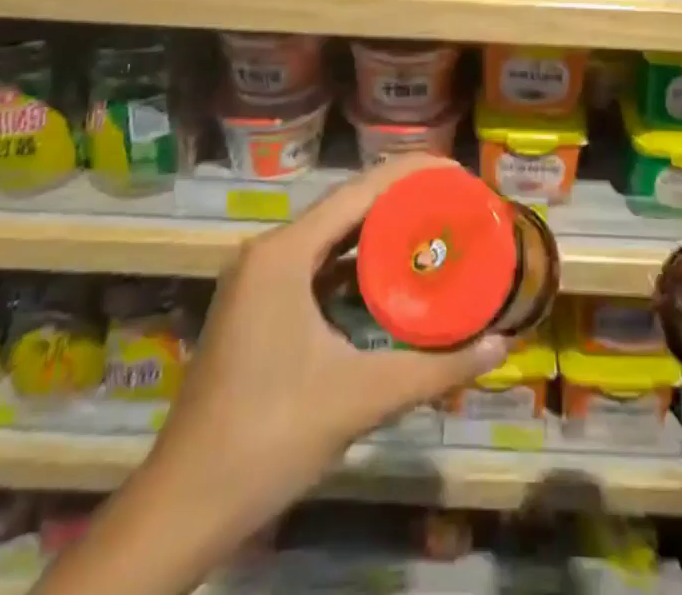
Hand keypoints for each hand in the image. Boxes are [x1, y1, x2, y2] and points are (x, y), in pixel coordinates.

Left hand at [35, 155, 503, 594]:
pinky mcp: (259, 306)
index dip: (414, 173)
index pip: (361, 189)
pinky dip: (357, 264)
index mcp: (286, 252)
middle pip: (348, 206)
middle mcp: (270, 251)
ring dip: (381, 231)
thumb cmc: (268, 438)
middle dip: (404, 199)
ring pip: (332, 236)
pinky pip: (318, 265)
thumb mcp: (359, 398)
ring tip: (435, 228)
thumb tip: (499, 344)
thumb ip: (434, 370)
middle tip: (457, 202)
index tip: (462, 174)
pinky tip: (392, 277)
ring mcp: (260, 279)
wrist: (182, 508)